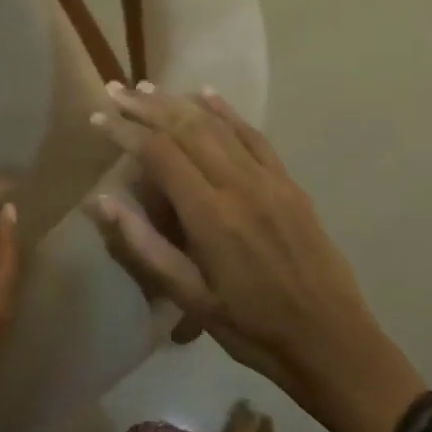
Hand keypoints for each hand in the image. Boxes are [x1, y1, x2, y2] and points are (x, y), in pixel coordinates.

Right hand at [86, 86, 423, 431]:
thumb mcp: (191, 298)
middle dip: (146, 106)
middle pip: (186, 128)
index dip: (125, 132)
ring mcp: (269, 180)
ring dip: (179, 103)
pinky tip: (207, 94)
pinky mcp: (290, 184)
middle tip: (115, 91)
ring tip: (148, 88)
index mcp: (210, 215)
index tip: (98, 119)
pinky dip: (227, 112)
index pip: (159, 154)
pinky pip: (255, 136)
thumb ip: (144, 246)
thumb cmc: (252, 328)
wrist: (333, 343)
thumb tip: (100, 201)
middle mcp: (239, 185)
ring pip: (217, 126)